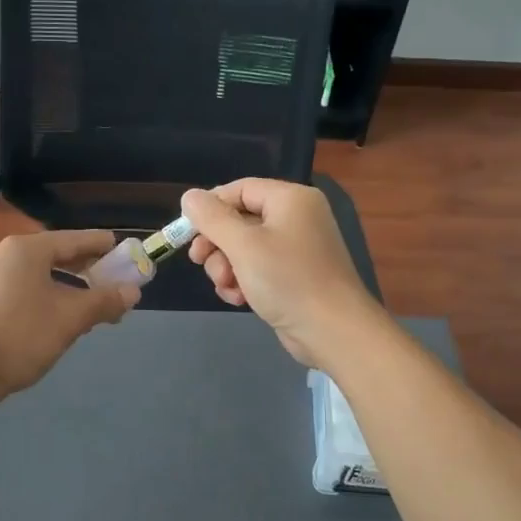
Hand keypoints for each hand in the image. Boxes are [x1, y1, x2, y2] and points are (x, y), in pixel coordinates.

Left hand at [0, 230, 138, 407]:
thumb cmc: (20, 336)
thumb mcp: (69, 318)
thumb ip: (103, 301)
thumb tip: (133, 291)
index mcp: (28, 250)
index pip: (75, 239)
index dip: (103, 246)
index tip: (127, 252)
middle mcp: (9, 258)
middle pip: (59, 257)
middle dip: (91, 272)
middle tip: (118, 284)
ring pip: (45, 278)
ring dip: (73, 290)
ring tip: (97, 307)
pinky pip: (31, 293)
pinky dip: (53, 300)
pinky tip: (66, 320)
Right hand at [181, 180, 381, 367]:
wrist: (332, 331)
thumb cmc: (287, 280)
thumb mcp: (243, 245)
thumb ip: (212, 218)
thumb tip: (189, 196)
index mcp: (290, 199)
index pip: (240, 189)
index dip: (210, 207)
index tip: (187, 232)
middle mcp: (296, 217)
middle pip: (240, 219)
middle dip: (217, 244)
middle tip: (199, 261)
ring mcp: (296, 248)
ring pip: (244, 247)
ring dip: (227, 267)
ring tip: (228, 286)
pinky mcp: (293, 275)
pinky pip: (258, 267)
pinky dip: (244, 280)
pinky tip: (239, 299)